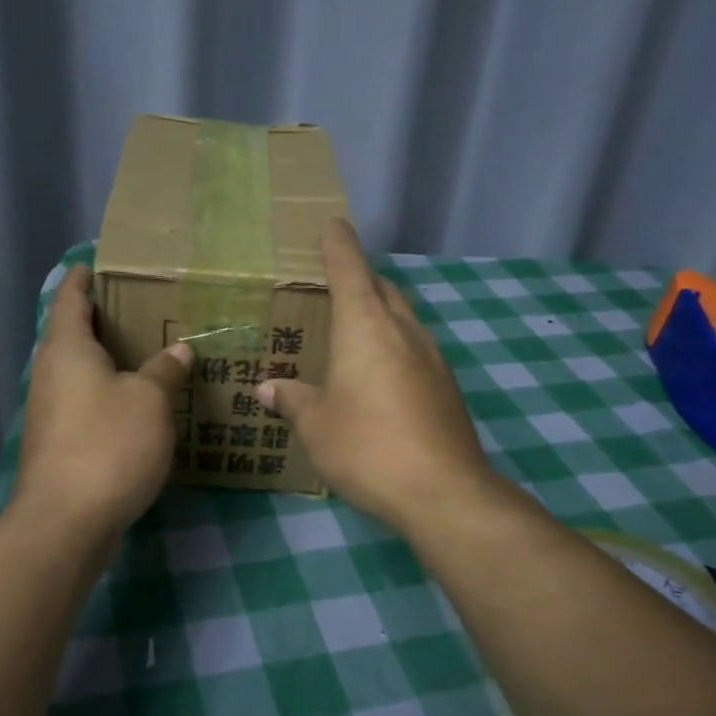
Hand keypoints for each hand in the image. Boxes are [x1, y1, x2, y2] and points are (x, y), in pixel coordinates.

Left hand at [15, 263, 192, 534]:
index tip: (103, 262)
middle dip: (105, 319)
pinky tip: (140, 403)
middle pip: (74, 333)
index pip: (70, 296)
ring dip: (110, 360)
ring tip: (151, 351)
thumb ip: (165, 370)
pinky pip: (86, 402)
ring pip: (81, 371)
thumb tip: (179, 350)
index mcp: (67, 348)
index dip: (85, 277)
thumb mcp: (149, 401)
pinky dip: (110, 394)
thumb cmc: (107, 445)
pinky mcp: (59, 442)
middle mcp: (51, 373)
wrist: (65, 522)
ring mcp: (51, 410)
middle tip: (147, 306)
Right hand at [260, 219, 497, 534]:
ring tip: (356, 329)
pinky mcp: (447, 387)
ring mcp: (433, 358)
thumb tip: (268, 388)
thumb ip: (293, 400)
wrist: (443, 491)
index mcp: (366, 327)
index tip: (333, 224)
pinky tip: (381, 375)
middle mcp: (403, 331)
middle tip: (335, 282)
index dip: (339, 245)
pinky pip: (415, 349)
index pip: (351, 269)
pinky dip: (395, 346)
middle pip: (383, 288)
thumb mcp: (316, 425)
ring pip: (404, 318)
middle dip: (361, 278)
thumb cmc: (367, 446)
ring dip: (381, 312)